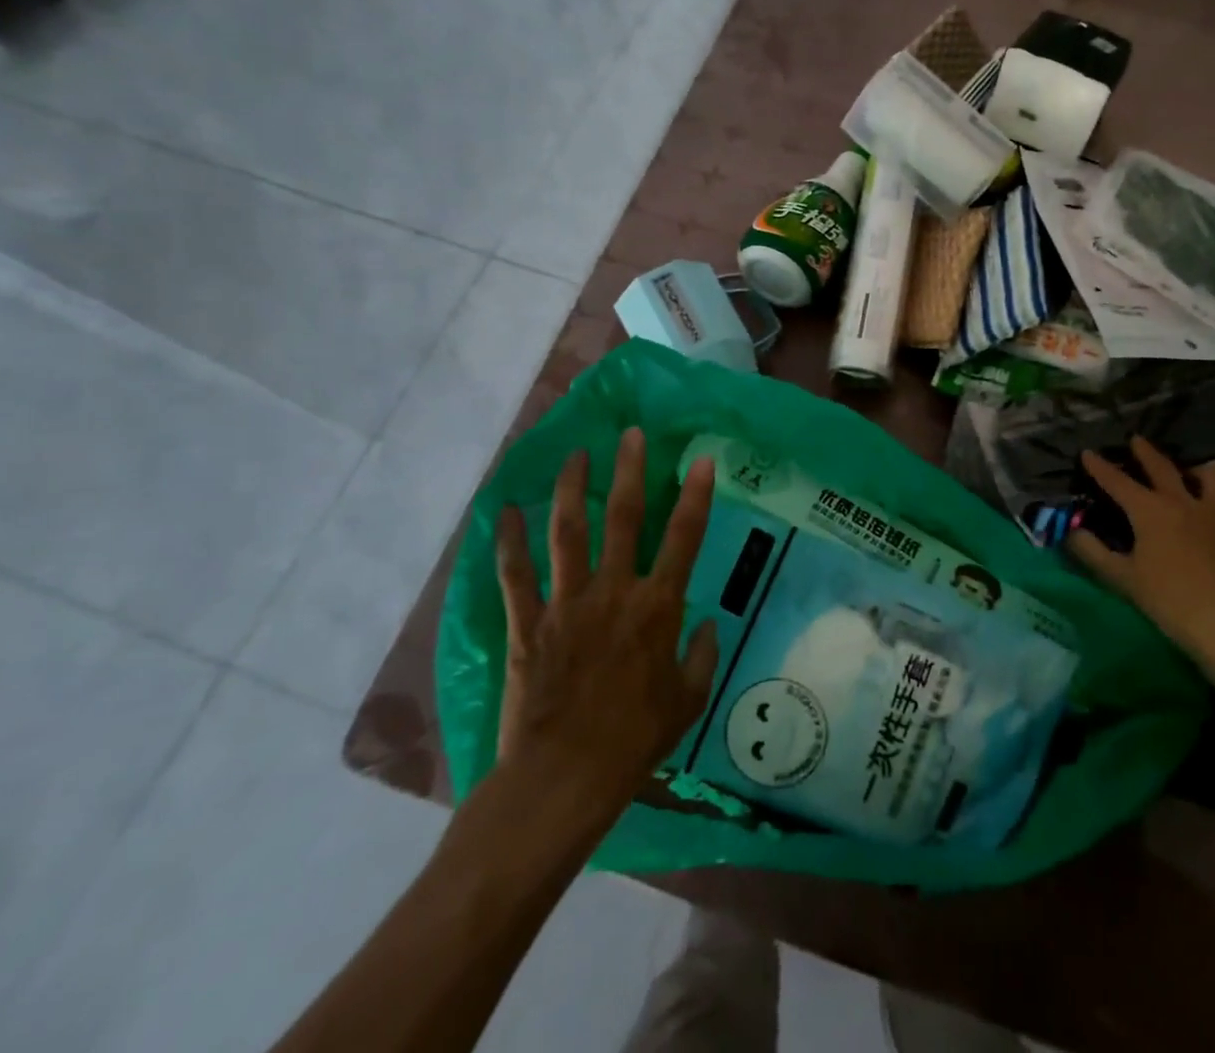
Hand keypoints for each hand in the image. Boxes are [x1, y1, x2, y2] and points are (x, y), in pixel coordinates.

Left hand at [494, 428, 720, 811]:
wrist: (562, 779)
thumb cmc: (634, 741)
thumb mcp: (687, 702)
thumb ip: (703, 656)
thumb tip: (708, 624)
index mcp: (657, 607)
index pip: (684, 538)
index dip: (696, 496)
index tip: (701, 460)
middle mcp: (614, 592)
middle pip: (623, 518)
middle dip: (630, 471)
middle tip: (630, 434)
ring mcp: (567, 603)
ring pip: (568, 532)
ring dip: (572, 488)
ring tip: (576, 454)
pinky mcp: (528, 623)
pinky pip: (515, 574)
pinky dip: (509, 541)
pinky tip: (506, 510)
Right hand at [1068, 437, 1214, 671]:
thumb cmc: (1168, 600)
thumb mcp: (1122, 579)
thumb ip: (1093, 552)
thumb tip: (1072, 532)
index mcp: (1150, 511)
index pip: (1118, 482)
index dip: (1100, 467)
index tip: (1088, 453)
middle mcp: (1185, 503)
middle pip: (1163, 468)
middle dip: (1146, 452)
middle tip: (1137, 440)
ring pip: (1214, 478)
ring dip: (1202, 473)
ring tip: (1196, 475)